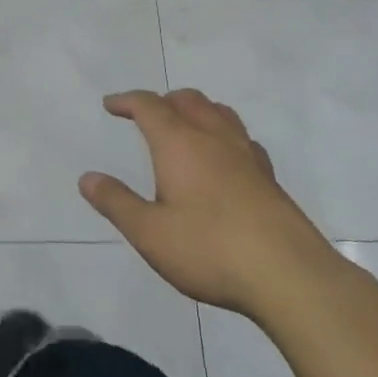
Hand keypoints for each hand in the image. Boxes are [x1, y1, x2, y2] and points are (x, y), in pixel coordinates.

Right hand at [79, 89, 353, 327]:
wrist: (290, 276)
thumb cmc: (210, 250)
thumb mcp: (149, 233)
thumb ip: (116, 203)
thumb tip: (87, 178)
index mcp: (180, 144)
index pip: (149, 106)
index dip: (127, 101)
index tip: (111, 105)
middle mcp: (214, 139)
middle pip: (187, 100)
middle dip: (162, 101)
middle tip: (145, 115)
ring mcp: (247, 156)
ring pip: (220, 113)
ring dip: (196, 110)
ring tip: (184, 127)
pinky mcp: (269, 178)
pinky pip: (242, 139)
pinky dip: (224, 135)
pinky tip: (224, 158)